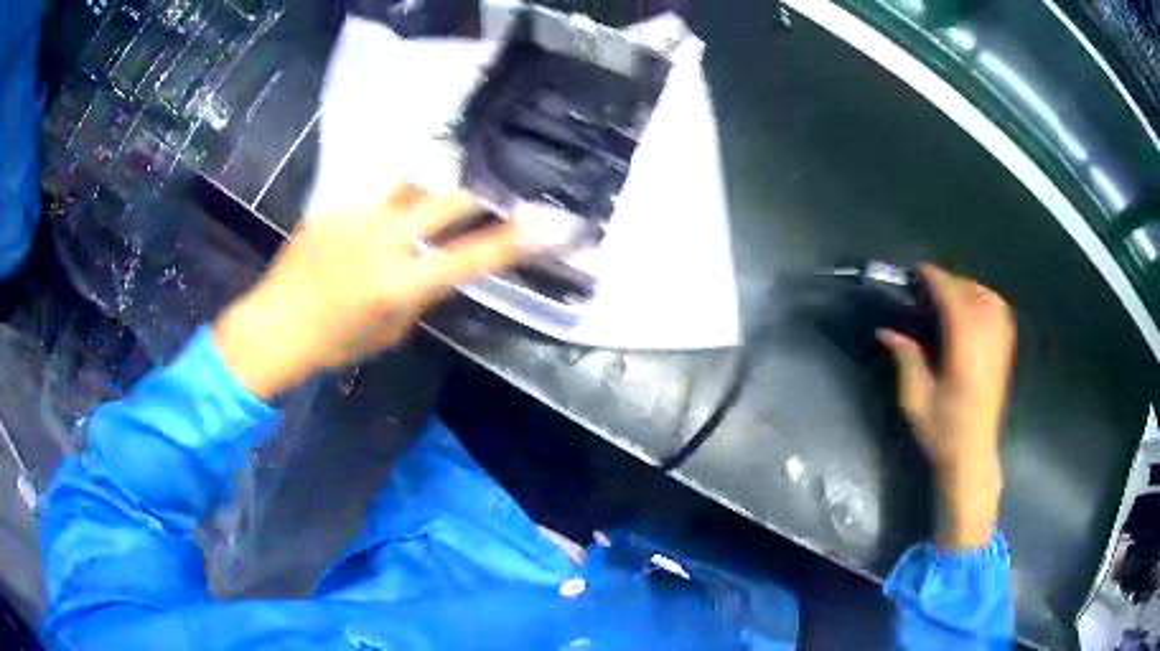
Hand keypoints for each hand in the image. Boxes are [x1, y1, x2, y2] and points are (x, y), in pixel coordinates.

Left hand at [215, 184, 528, 400]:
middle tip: (489, 201)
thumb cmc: (333, 345)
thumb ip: (418, 295)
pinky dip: (385, 210)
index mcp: (398, 284)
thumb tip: (435, 268)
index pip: (471, 257)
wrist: (273, 326)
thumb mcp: (389, 331)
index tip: (551, 222)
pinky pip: (373, 198)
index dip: (515, 240)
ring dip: (428, 197)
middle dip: (477, 199)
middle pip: (447, 200)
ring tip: (422, 212)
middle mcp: (381, 241)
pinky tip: (367, 231)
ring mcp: (354, 217)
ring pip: (410, 187)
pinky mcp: (332, 207)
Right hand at [878, 264, 1015, 549]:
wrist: (973, 456)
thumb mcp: (916, 400)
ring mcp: (1000, 348)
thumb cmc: (943, 432)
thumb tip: (887, 330)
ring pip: (991, 300)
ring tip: (951, 295)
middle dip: (951, 282)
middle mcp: (987, 345)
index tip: (919, 271)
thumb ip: (906, 360)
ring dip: (970, 288)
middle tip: (929, 286)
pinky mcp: (1005, 353)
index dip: (937, 280)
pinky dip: (987, 300)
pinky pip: (1001, 313)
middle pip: (974, 295)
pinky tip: (974, 308)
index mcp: (964, 355)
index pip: (954, 302)